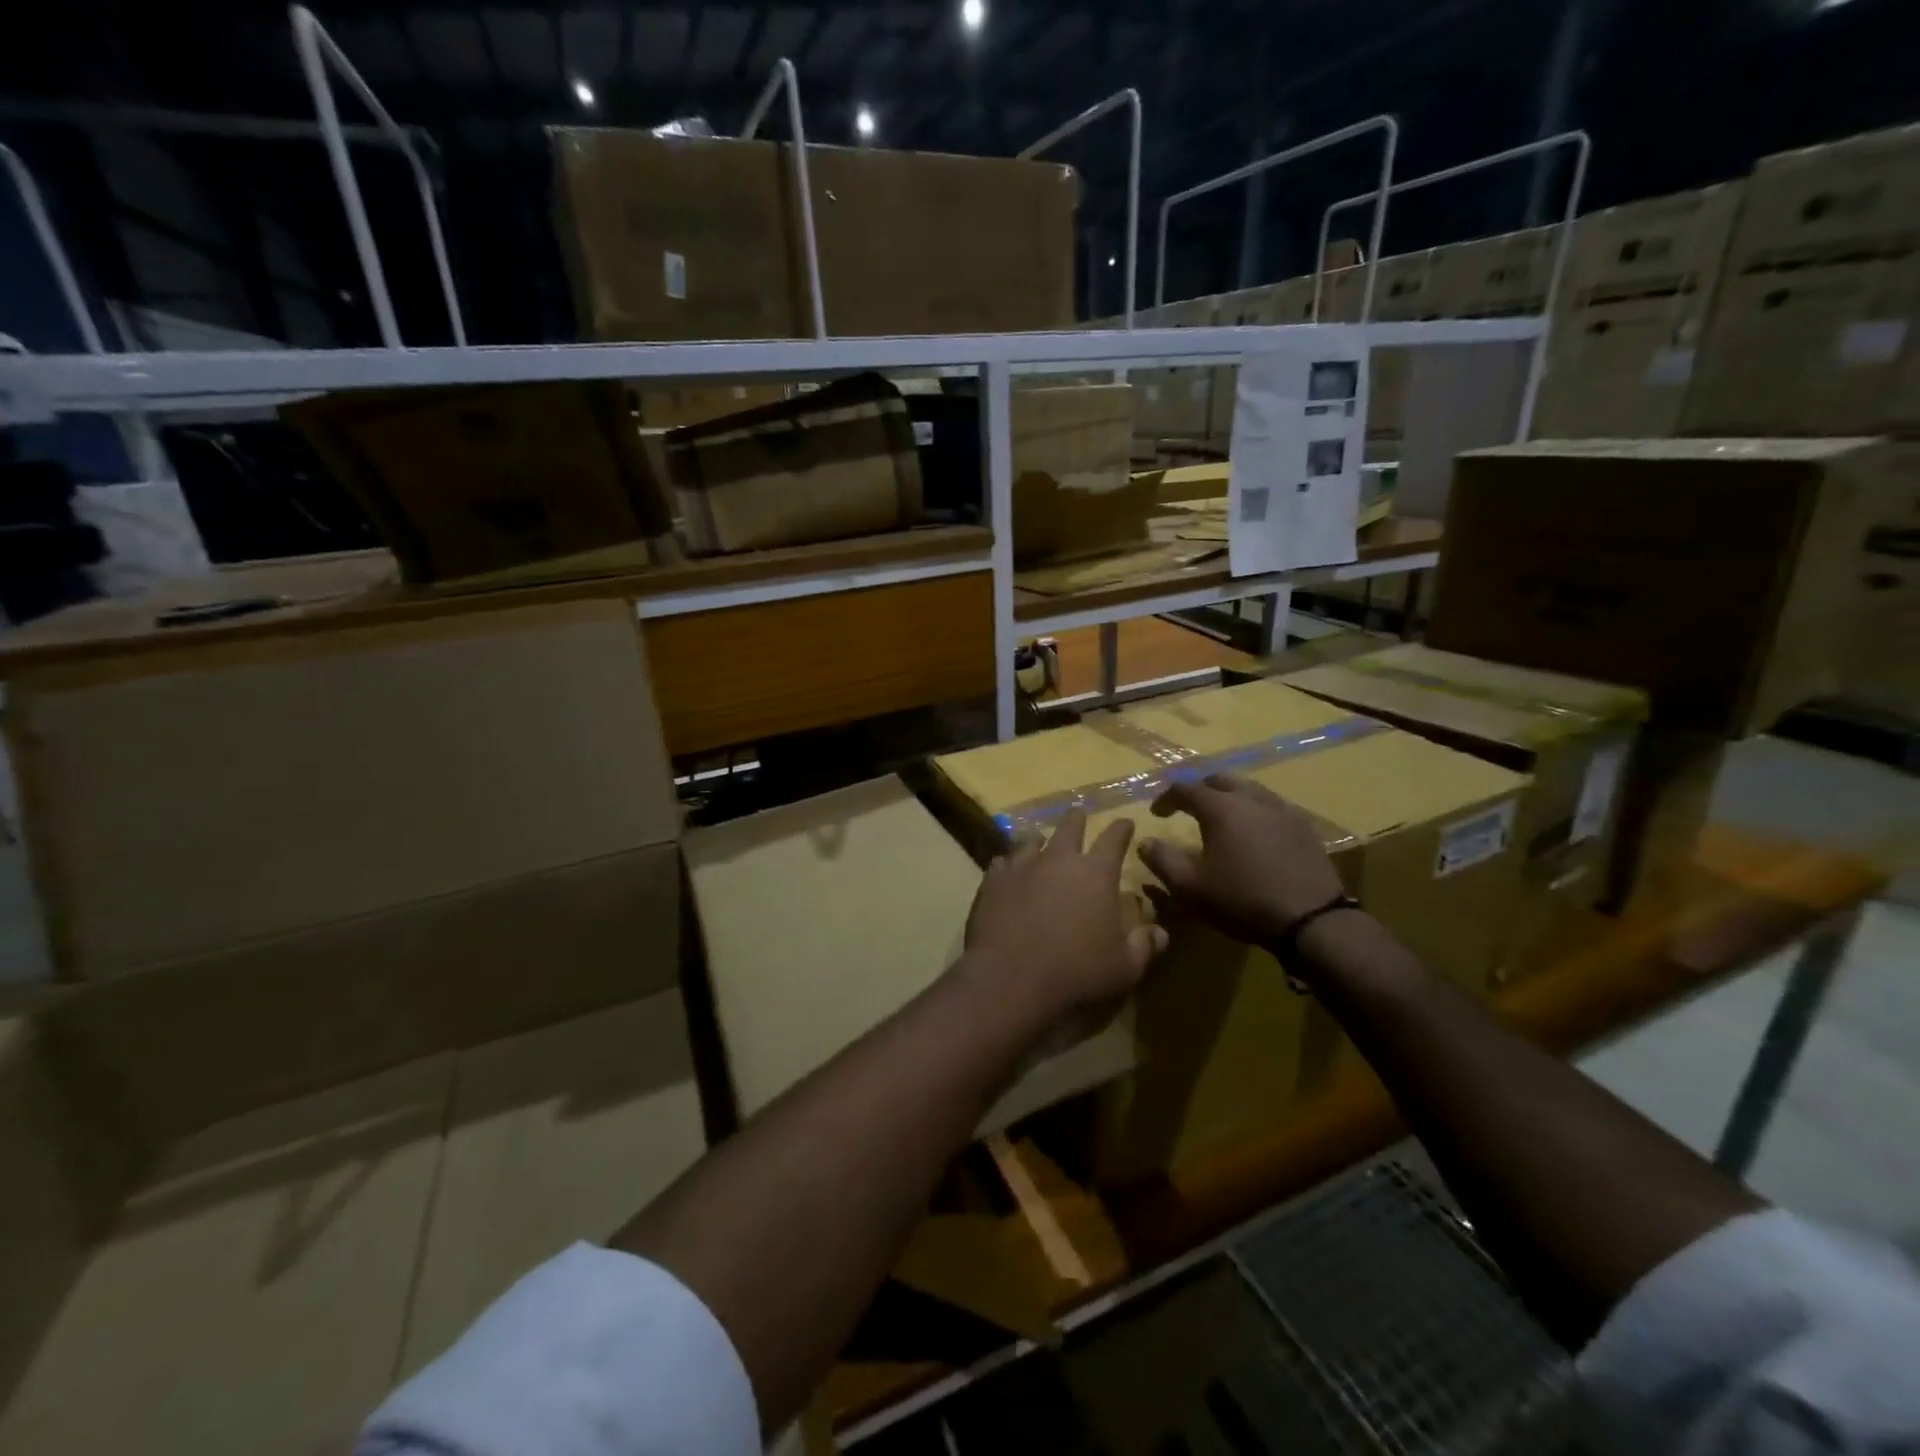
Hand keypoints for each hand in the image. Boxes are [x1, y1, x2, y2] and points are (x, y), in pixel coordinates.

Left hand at [961, 809, 1167, 1030]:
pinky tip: (1007, 871)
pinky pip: (1002, 862)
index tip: (1126, 822)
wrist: (1010, 977)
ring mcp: (1021, 866)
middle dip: (1078, 821)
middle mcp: (1058, 859)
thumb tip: (1160, 932)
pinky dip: (1009, 864)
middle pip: (1070, 826)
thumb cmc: (1076, 972)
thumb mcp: (1124, 968)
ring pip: (1032, 840)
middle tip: (1079, 818)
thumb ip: (1144, 946)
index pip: (1114, 838)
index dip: (1122, 829)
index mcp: (1096, 873)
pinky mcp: (993, 880)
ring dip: (1040, 841)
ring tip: (1040, 842)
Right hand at [1137, 774, 1344, 947]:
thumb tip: (1144, 842)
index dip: (1166, 798)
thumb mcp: (1190, 887)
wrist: (1311, 919)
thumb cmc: (1242, 900)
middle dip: (1200, 790)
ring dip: (1230, 797)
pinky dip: (1255, 811)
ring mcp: (1282, 810)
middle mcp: (1251, 798)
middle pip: (1220, 780)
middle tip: (1188, 807)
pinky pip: (1272, 807)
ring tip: (1222, 818)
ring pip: (1250, 789)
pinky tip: (1255, 833)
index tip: (1156, 814)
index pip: (1185, 789)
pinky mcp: (1304, 827)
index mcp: (1221, 808)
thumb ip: (1162, 860)